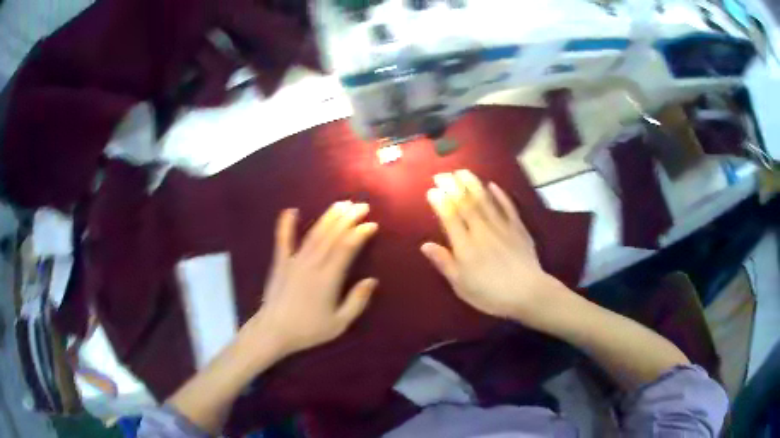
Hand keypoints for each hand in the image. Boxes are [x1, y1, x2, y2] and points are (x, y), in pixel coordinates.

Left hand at [244, 202, 378, 358]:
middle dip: (348, 218)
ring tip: (341, 204)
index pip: (346, 248)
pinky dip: (286, 224)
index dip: (360, 233)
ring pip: (314, 234)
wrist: (274, 331)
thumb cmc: (308, 330)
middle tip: (361, 206)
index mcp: (328, 279)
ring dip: (328, 217)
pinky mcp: (280, 263)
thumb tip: (372, 281)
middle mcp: (312, 264)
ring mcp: (294, 261)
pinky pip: (282, 240)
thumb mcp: (339, 324)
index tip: (372, 225)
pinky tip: (290, 210)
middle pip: (332, 235)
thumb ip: (357, 302)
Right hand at [421, 170, 562, 321]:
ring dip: (472, 184)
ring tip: (462, 171)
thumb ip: (444, 263)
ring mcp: (502, 226)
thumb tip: (425, 245)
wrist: (528, 293)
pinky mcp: (518, 228)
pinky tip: (493, 185)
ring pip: (485, 200)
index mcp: (465, 246)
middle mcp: (481, 230)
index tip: (432, 189)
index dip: (440, 202)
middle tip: (442, 174)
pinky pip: (507, 207)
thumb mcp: (461, 285)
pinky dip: (500, 195)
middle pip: (465, 203)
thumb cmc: (491, 294)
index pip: (450, 217)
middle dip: (452, 186)